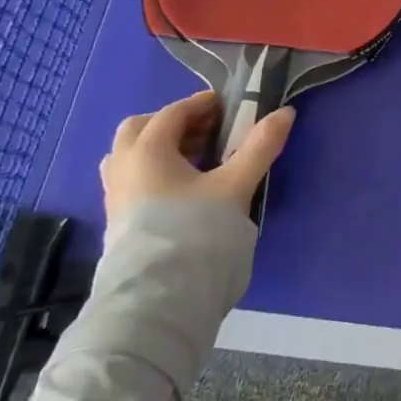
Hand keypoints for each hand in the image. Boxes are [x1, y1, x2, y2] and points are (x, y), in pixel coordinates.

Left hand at [99, 90, 295, 225]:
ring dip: (161, 148)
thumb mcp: (236, 184)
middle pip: (141, 129)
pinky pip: (131, 179)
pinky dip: (154, 171)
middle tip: (208, 131)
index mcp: (148, 150)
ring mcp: (115, 195)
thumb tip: (285, 113)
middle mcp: (123, 166)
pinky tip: (182, 188)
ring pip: (131, 156)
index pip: (173, 113)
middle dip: (173, 123)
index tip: (230, 106)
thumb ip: (260, 146)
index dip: (202, 104)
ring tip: (196, 160)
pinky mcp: (117, 220)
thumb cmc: (196, 229)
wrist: (159, 295)